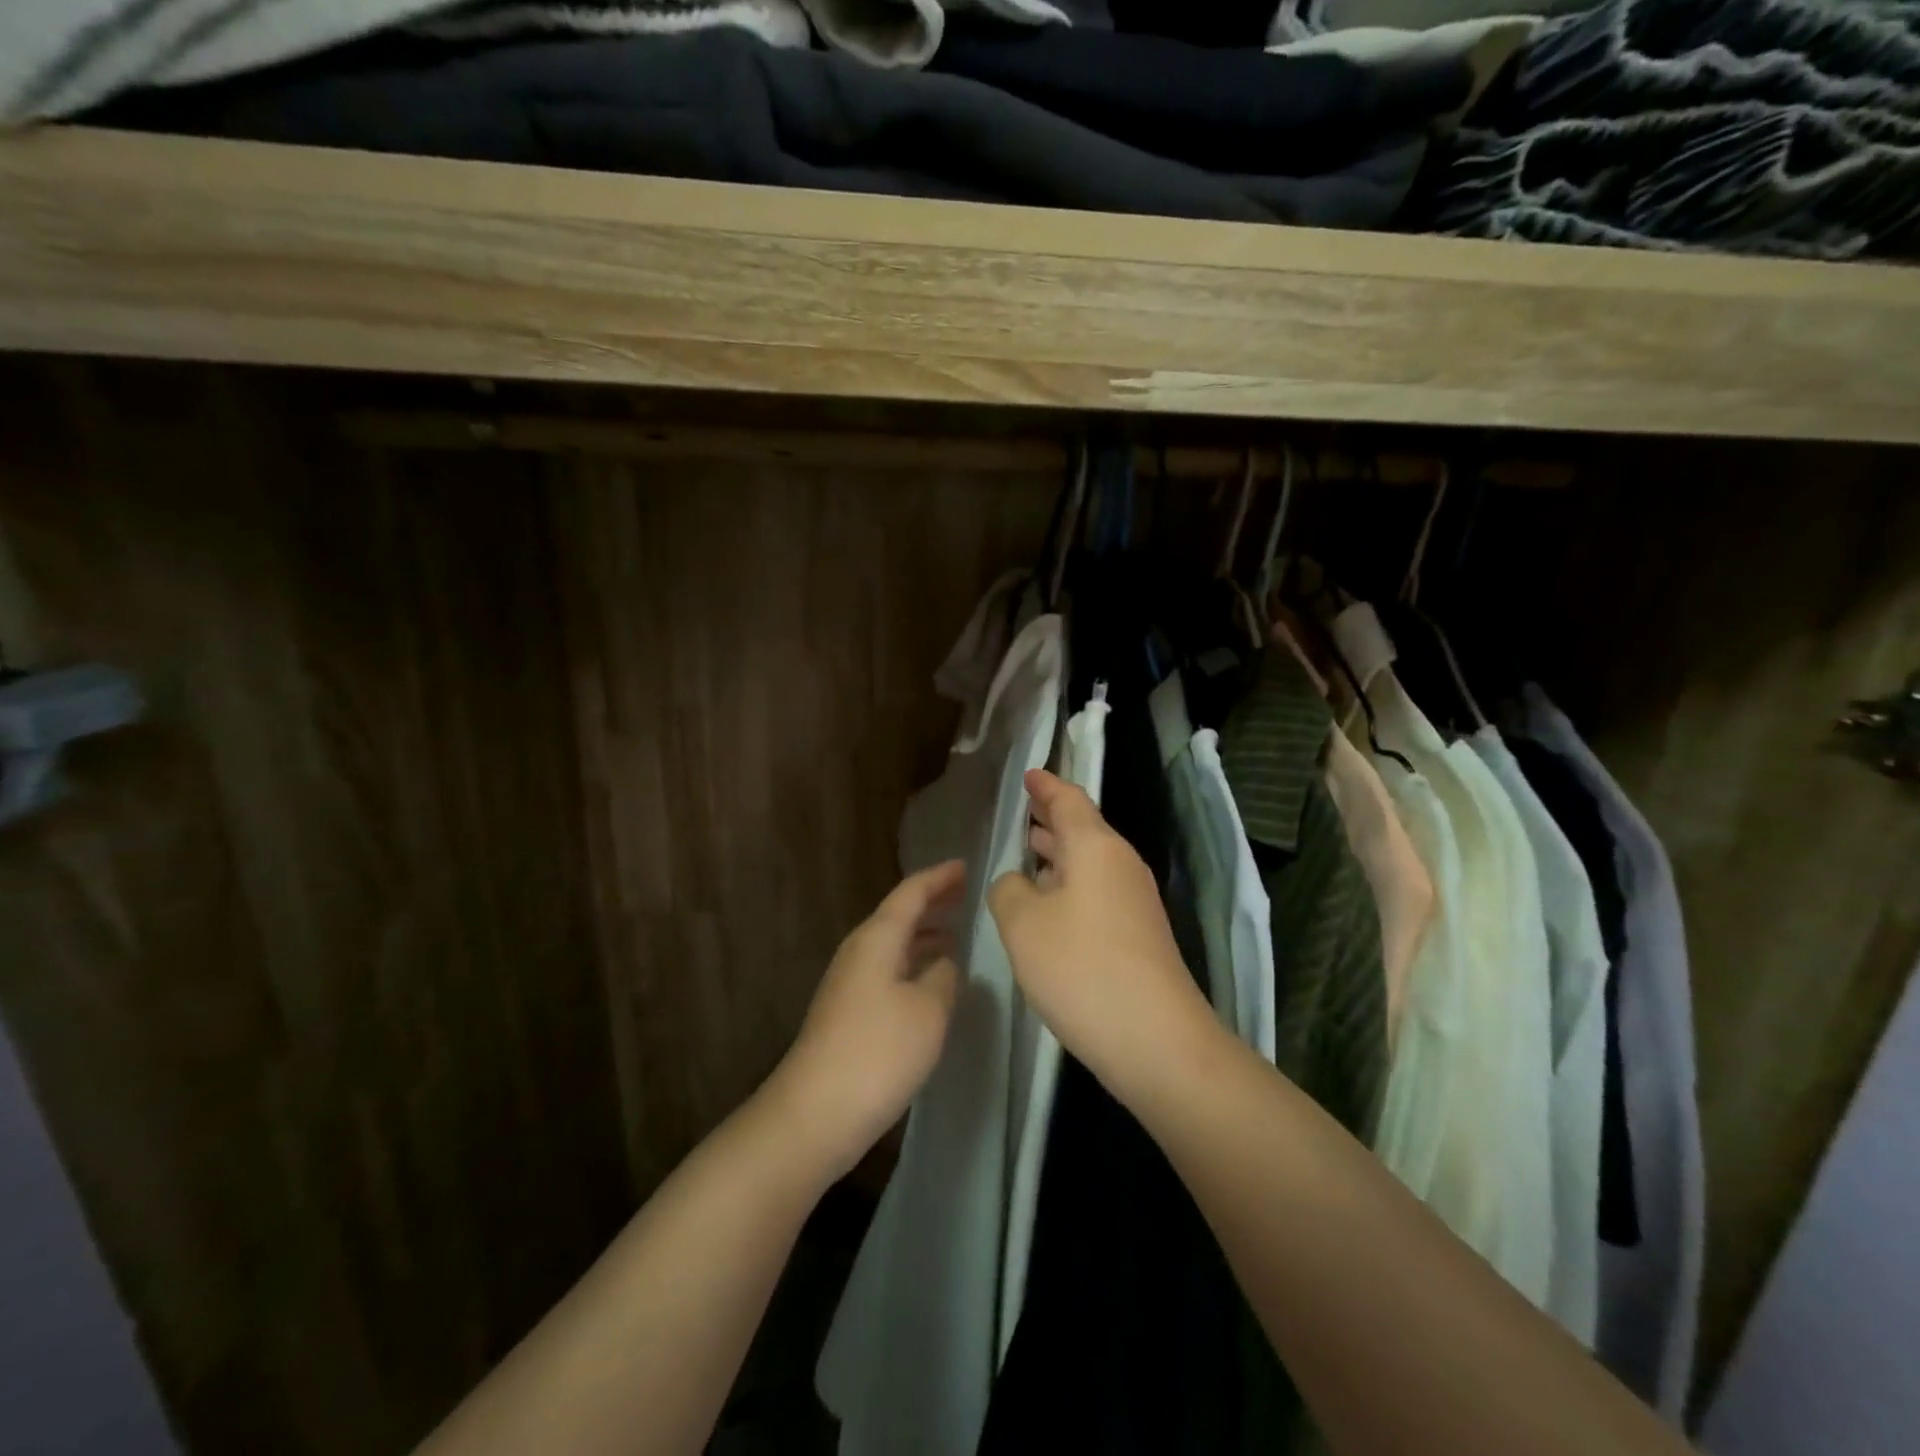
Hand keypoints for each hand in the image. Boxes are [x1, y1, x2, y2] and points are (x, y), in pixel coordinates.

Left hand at [770, 861, 966, 1178]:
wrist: (815, 1113)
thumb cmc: (878, 1052)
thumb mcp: (929, 1009)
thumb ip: (944, 976)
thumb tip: (944, 963)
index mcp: (877, 938)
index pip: (912, 892)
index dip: (940, 877)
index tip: (968, 866)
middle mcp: (860, 951)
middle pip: (899, 914)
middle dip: (934, 903)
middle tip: (968, 896)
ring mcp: (850, 982)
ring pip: (894, 943)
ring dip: (925, 935)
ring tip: (958, 934)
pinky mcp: (849, 1012)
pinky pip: (889, 969)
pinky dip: (914, 963)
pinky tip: (933, 981)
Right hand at [988, 770, 1216, 1101]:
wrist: (1155, 1040)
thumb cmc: (1081, 967)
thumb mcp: (1022, 923)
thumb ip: (1008, 889)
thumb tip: (1018, 882)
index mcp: (1096, 847)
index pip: (1069, 800)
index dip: (1046, 786)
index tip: (1029, 774)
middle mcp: (1120, 865)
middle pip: (1084, 829)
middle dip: (1052, 818)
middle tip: (1025, 809)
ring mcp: (1134, 901)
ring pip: (1090, 862)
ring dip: (1060, 854)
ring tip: (1030, 849)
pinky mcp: (1138, 935)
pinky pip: (1097, 891)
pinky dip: (1070, 885)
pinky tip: (1049, 904)